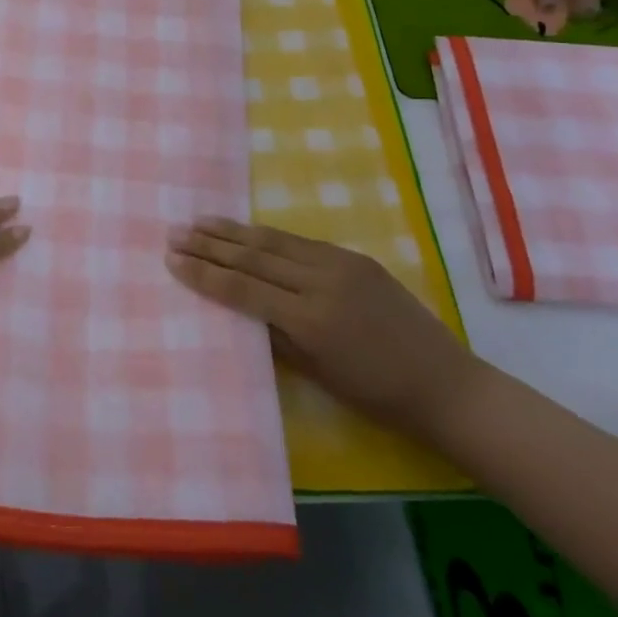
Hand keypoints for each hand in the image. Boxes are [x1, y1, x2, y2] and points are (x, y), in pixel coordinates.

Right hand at [165, 218, 480, 438]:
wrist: (445, 383)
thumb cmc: (377, 395)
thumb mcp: (317, 373)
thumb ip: (276, 334)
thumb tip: (240, 306)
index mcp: (311, 320)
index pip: (244, 288)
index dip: (205, 273)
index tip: (172, 259)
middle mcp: (322, 282)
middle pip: (254, 256)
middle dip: (210, 244)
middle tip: (175, 232)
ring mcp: (340, 264)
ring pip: (274, 241)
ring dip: (233, 231)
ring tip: (199, 221)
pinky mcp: (354, 258)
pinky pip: (300, 242)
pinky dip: (266, 236)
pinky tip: (246, 231)